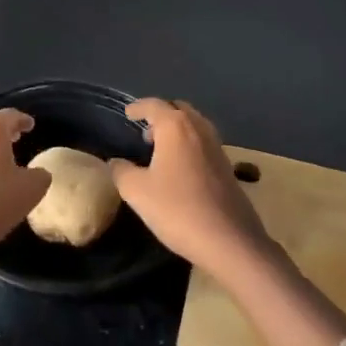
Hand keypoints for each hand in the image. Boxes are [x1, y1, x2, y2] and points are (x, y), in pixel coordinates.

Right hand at [109, 98, 273, 277]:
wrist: (229, 240)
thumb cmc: (177, 209)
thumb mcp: (137, 192)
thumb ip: (121, 172)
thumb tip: (116, 162)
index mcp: (176, 127)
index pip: (154, 105)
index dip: (138, 107)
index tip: (127, 113)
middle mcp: (199, 129)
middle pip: (179, 109)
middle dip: (161, 115)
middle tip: (145, 131)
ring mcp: (217, 148)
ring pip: (195, 126)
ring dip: (177, 130)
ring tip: (160, 148)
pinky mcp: (228, 167)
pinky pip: (204, 144)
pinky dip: (189, 145)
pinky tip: (179, 168)